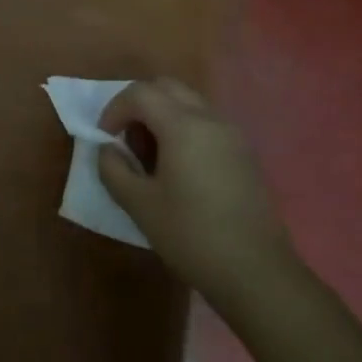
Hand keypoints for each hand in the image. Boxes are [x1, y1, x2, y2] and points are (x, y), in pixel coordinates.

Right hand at [98, 78, 299, 312]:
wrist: (256, 273)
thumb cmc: (191, 236)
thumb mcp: (139, 204)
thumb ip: (114, 168)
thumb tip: (108, 149)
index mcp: (183, 126)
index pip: (139, 93)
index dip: (114, 109)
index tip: (105, 138)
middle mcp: (210, 120)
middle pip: (167, 87)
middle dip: (139, 104)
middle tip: (126, 139)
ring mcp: (233, 136)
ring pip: (189, 103)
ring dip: (162, 116)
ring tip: (151, 157)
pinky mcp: (245, 154)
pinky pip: (207, 123)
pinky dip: (184, 130)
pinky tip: (179, 170)